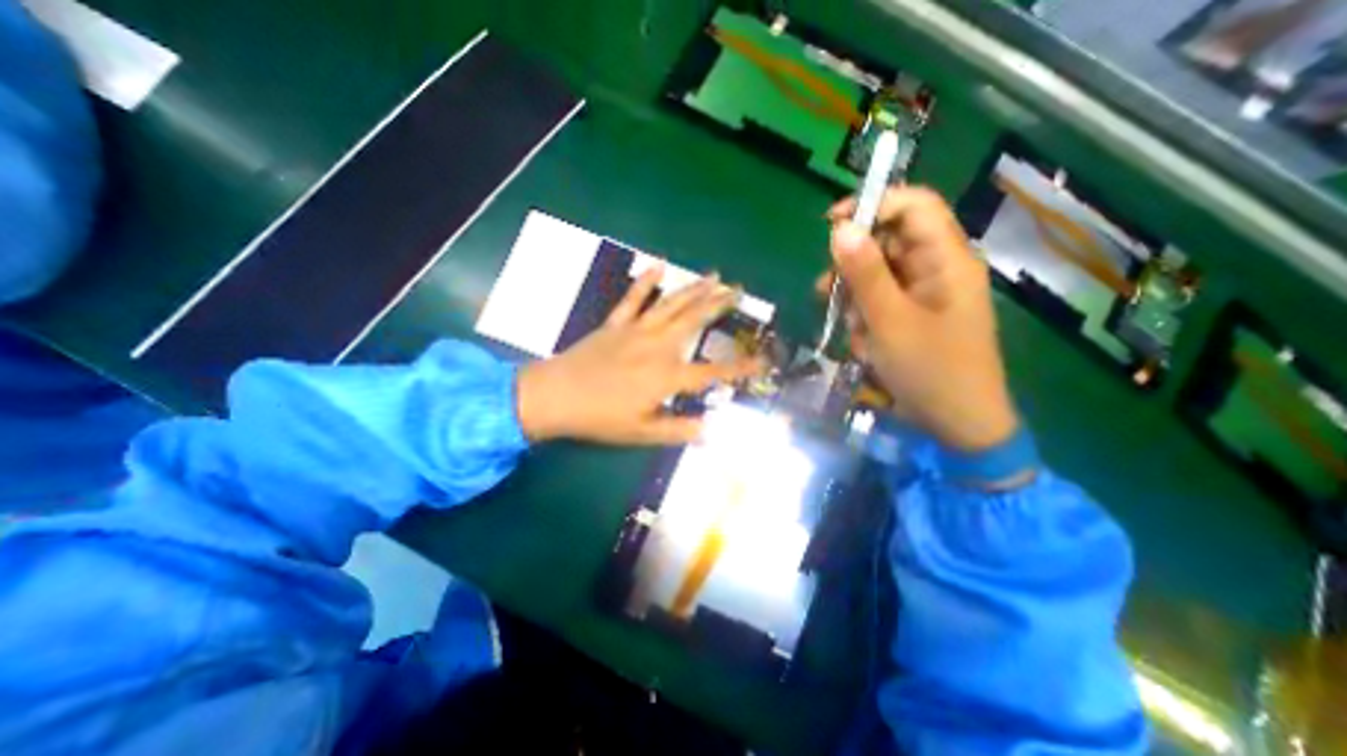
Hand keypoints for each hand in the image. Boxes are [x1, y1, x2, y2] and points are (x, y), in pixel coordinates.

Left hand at [518, 263, 755, 446]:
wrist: (555, 396)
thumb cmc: (600, 418)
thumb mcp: (642, 433)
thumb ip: (678, 430)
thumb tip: (711, 431)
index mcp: (666, 376)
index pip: (712, 371)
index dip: (740, 368)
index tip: (763, 360)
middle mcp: (657, 346)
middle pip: (694, 321)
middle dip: (719, 304)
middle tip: (739, 290)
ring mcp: (635, 331)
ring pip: (671, 305)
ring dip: (694, 289)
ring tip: (714, 275)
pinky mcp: (615, 324)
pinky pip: (633, 299)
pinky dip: (645, 282)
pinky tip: (658, 265)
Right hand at [820, 186, 1022, 451]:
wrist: (956, 424)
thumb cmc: (930, 371)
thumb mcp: (889, 321)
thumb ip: (864, 274)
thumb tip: (840, 228)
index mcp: (947, 259)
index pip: (913, 205)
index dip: (873, 206)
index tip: (831, 227)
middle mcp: (937, 268)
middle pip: (887, 241)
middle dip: (853, 267)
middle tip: (828, 294)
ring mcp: (923, 293)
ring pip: (876, 275)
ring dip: (855, 300)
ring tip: (854, 332)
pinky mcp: (911, 314)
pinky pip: (878, 301)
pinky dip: (863, 318)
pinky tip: (865, 344)